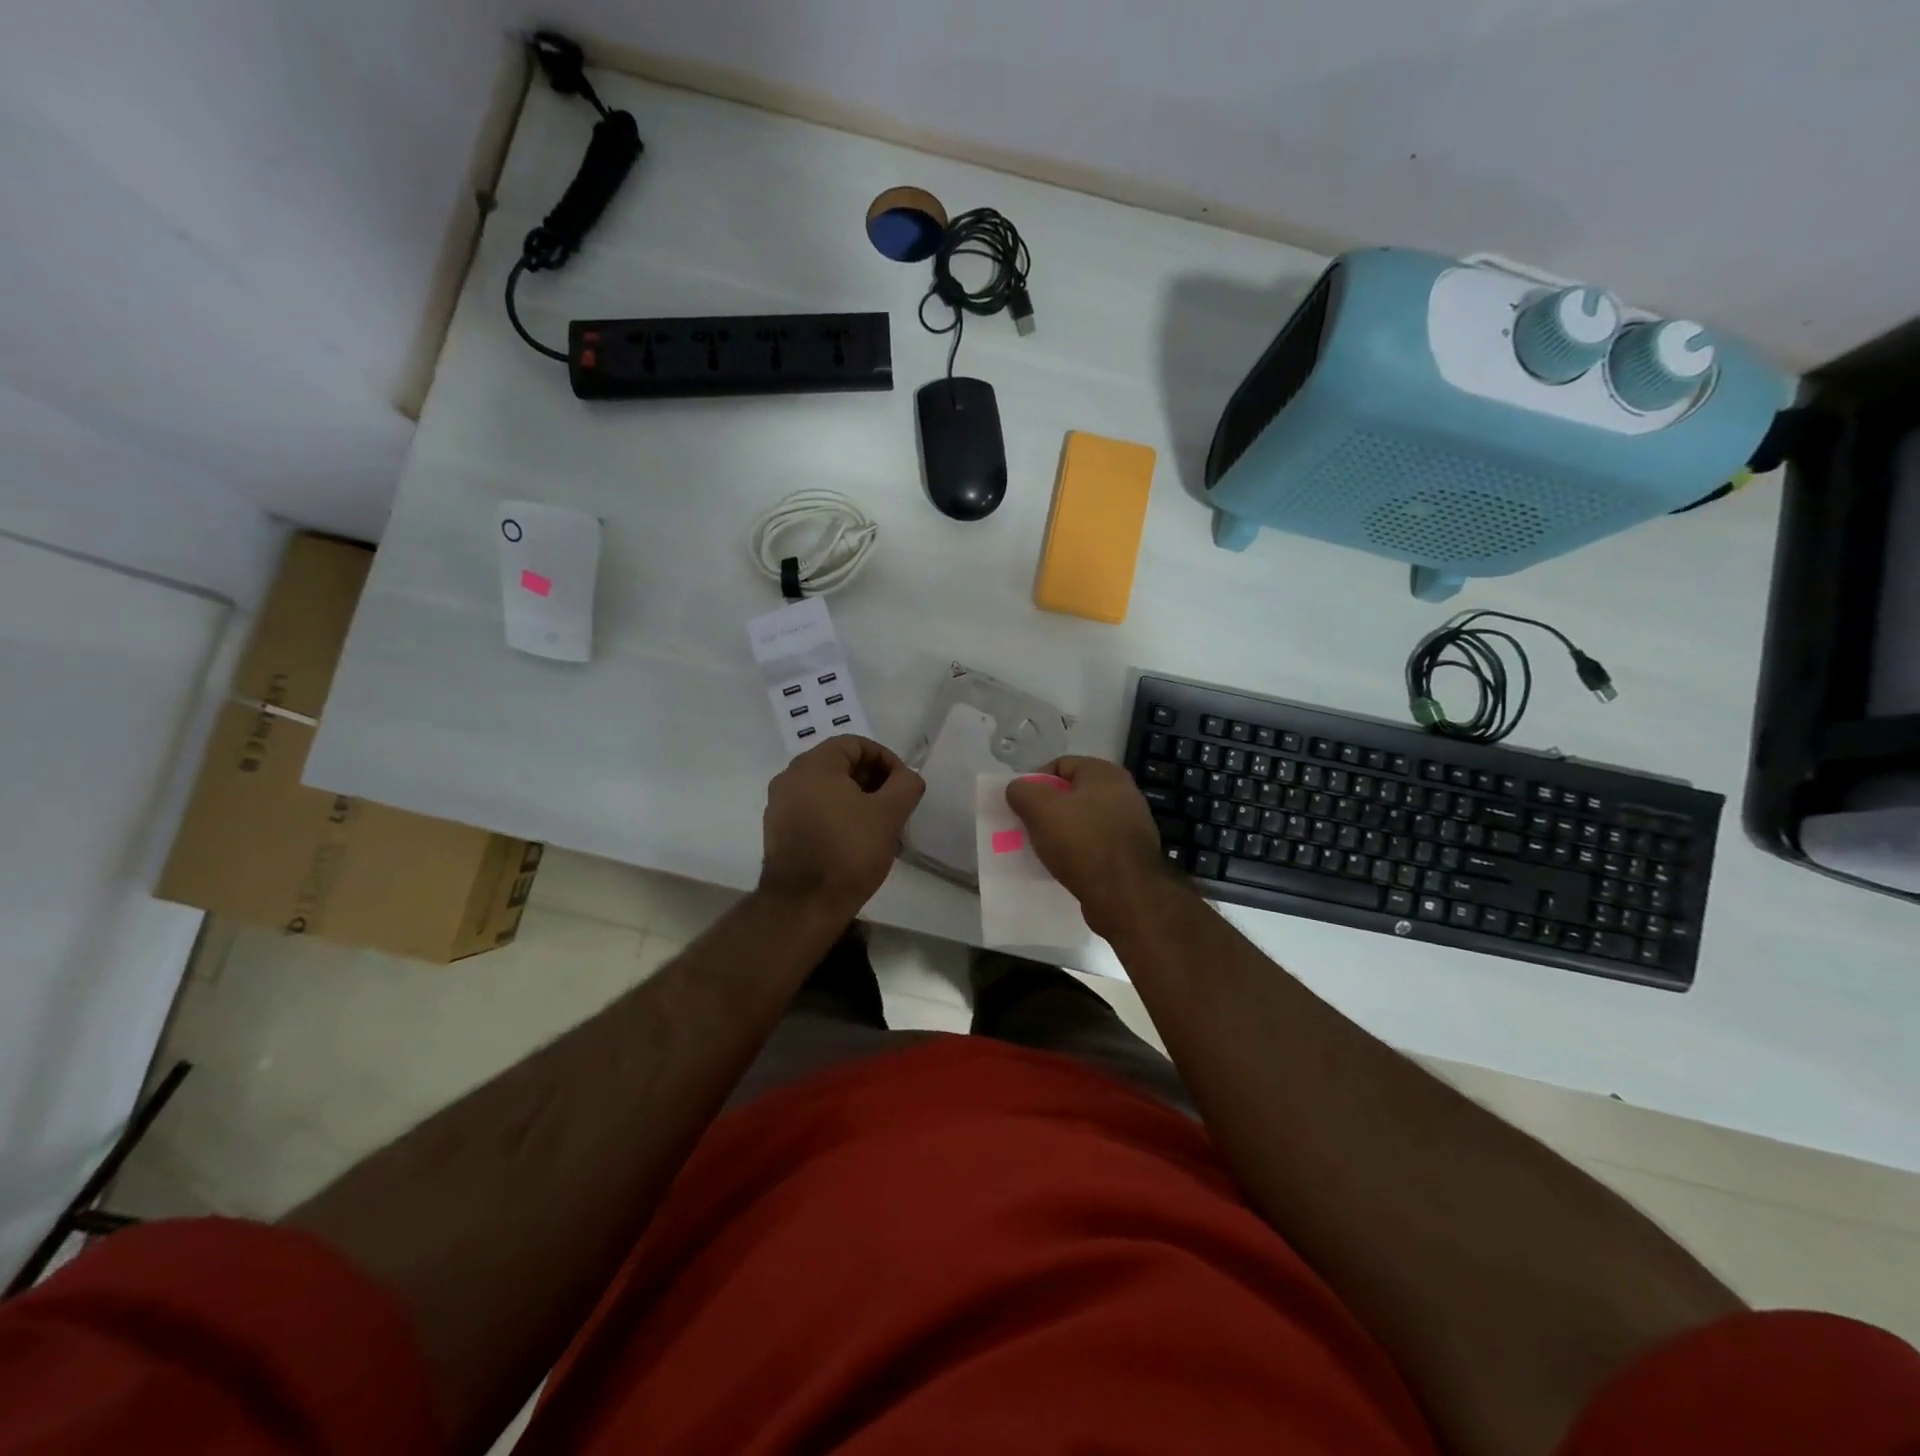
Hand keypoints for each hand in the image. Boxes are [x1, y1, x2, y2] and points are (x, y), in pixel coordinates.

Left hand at [759, 736, 924, 918]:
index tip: (903, 785)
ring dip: (856, 800)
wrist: (803, 905)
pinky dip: (837, 816)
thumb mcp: (889, 814)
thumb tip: (907, 777)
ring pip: (827, 790)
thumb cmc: (848, 851)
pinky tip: (855, 841)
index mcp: (814, 765)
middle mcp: (790, 778)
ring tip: (879, 826)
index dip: (886, 759)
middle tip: (895, 806)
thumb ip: (906, 785)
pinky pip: (813, 810)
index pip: (855, 744)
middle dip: (872, 780)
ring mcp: (780, 806)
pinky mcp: (778, 832)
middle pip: (839, 765)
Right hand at [1004, 756, 1172, 935]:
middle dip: (1047, 809)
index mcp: (1105, 773)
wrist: (1126, 895)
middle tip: (1028, 827)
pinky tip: (1063, 867)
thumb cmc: (1082, 842)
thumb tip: (1018, 789)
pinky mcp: (1130, 855)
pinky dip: (1077, 853)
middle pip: (1072, 794)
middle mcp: (1123, 793)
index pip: (1060, 765)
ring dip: (1061, 833)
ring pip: (1082, 821)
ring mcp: (1130, 825)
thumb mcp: (1040, 809)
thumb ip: (1022, 791)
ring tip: (1042, 849)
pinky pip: (1094, 846)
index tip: (1020, 805)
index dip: (1035, 781)